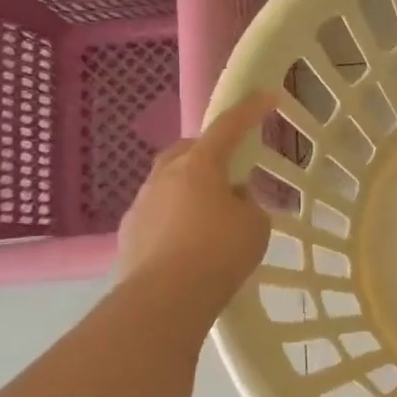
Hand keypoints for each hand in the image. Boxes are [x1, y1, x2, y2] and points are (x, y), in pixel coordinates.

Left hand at [117, 91, 275, 299]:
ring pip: (169, 183)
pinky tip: (190, 243)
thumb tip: (231, 201)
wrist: (163, 300)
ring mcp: (141, 205)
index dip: (250, 111)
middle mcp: (164, 177)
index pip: (228, 127)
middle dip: (208, 152)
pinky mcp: (129, 235)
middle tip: (230, 169)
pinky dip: (176, 219)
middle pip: (188, 150)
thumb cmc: (218, 253)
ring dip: (191, 190)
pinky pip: (158, 214)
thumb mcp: (255, 225)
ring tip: (212, 215)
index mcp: (199, 165)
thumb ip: (247, 204)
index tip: (267, 96)